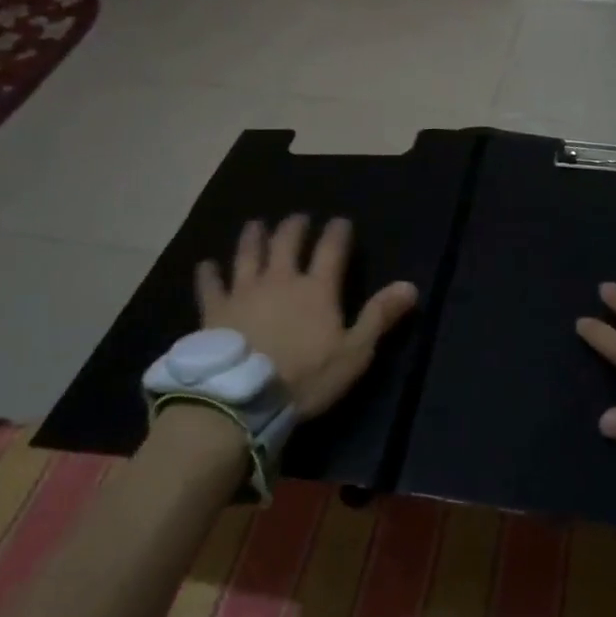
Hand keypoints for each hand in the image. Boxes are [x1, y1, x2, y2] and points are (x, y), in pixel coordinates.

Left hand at [195, 215, 418, 417]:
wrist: (242, 398)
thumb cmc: (305, 377)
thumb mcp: (354, 352)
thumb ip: (380, 316)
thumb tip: (410, 286)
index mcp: (317, 289)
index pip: (331, 249)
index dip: (338, 232)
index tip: (341, 221)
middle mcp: (280, 280)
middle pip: (287, 243)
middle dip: (294, 227)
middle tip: (297, 218)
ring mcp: (244, 292)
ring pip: (248, 255)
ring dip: (253, 238)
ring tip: (255, 225)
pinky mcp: (214, 310)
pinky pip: (210, 286)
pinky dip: (208, 274)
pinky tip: (206, 265)